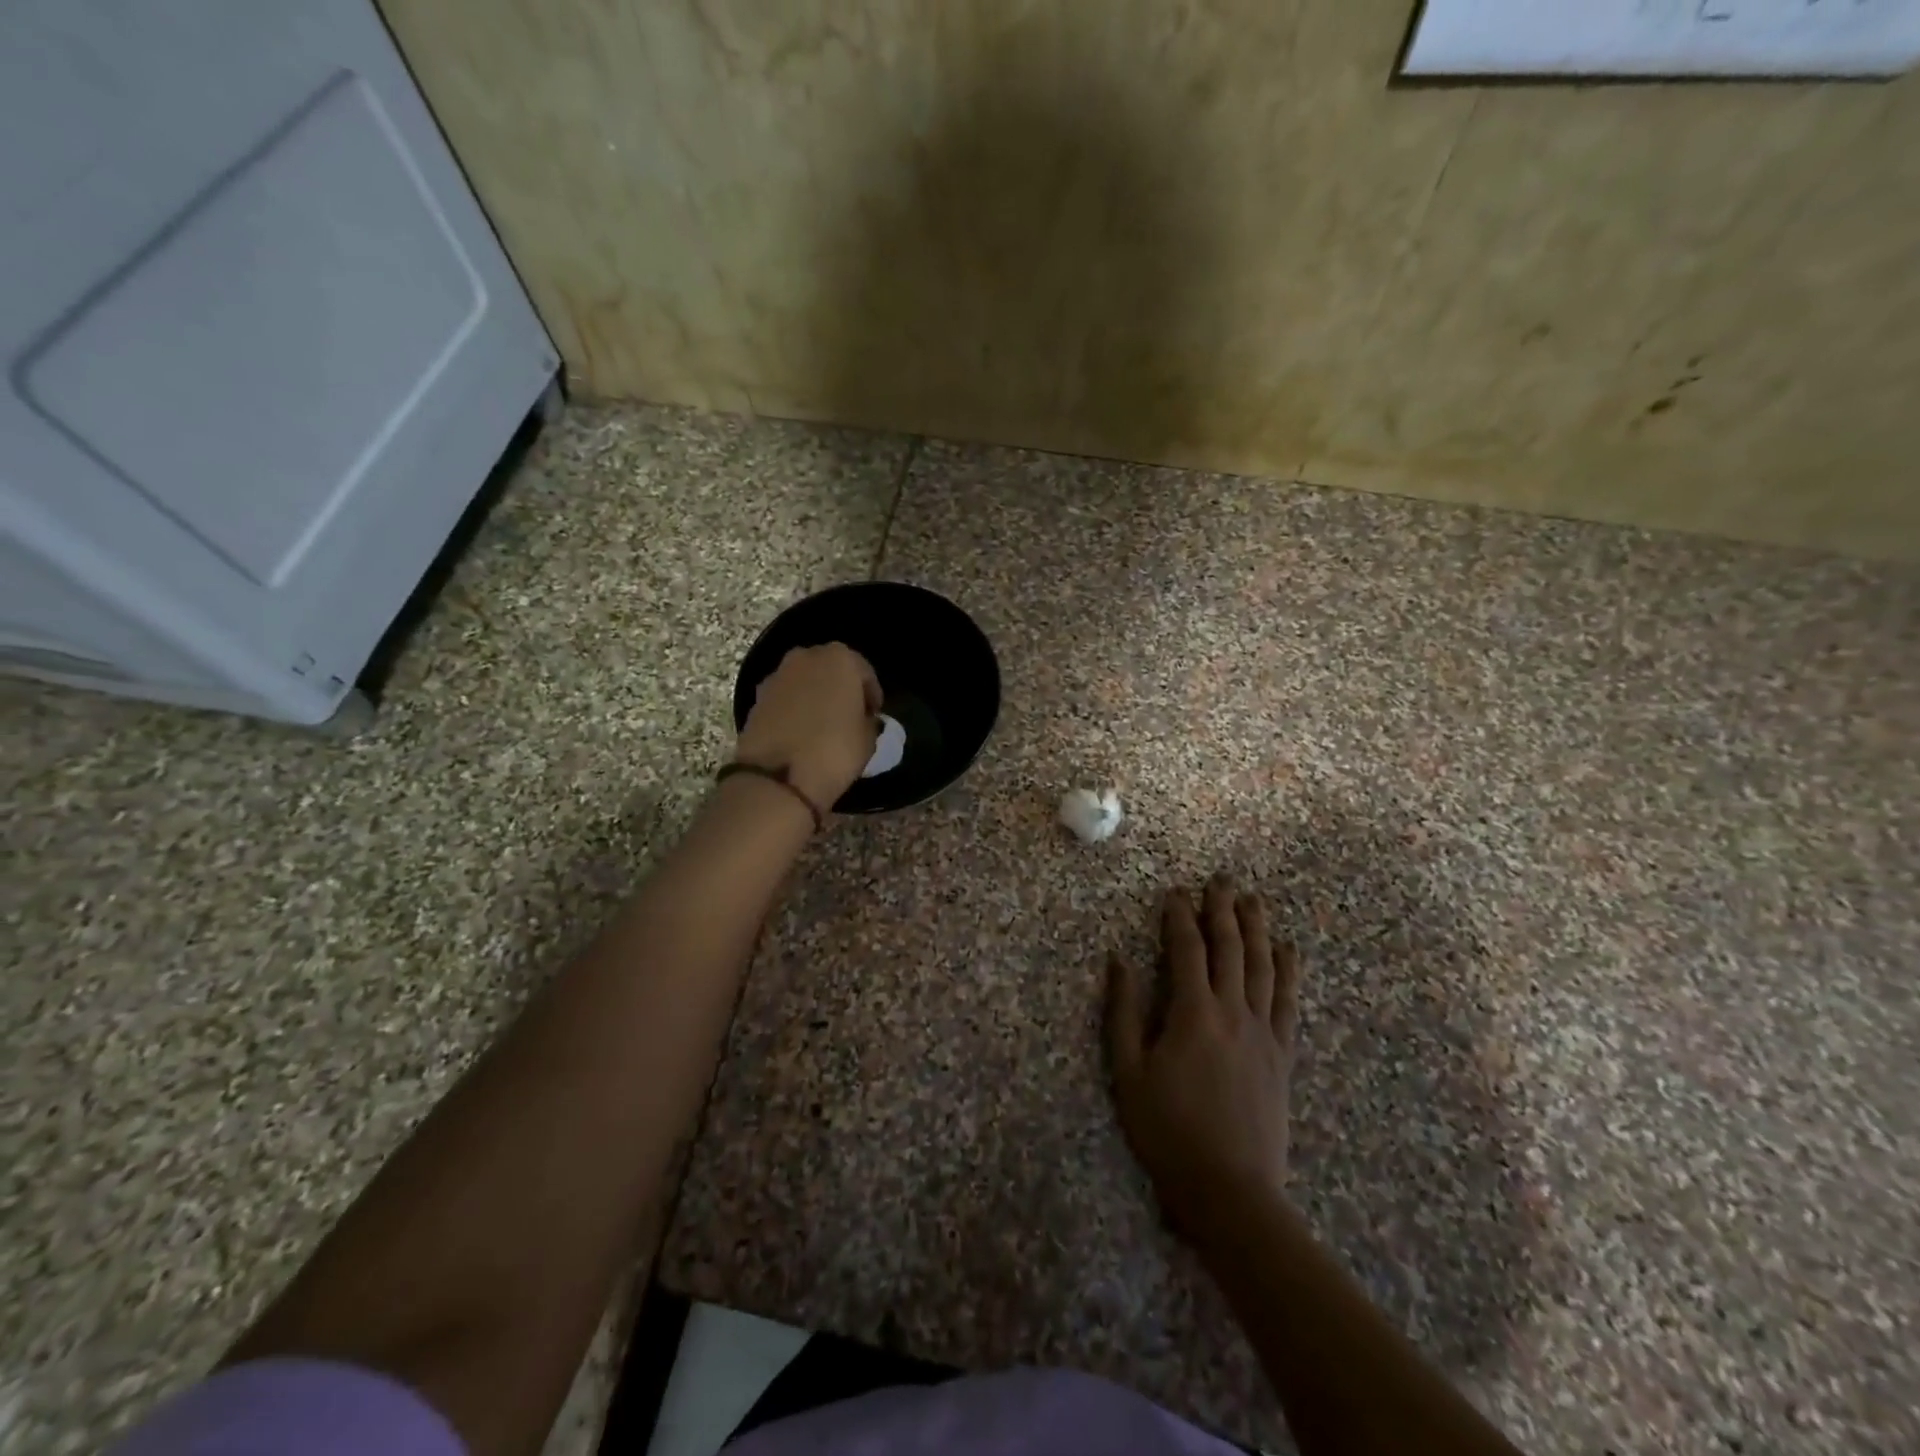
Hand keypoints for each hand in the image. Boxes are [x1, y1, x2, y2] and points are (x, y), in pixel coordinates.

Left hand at [734, 644, 881, 815]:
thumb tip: (862, 720)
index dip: (871, 696)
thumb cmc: (835, 751)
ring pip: (805, 682)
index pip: (865, 673)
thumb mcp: (868, 739)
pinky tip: (800, 733)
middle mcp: (807, 657)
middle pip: (831, 669)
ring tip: (823, 726)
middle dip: (841, 689)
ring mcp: (778, 675)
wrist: (778, 778)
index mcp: (840, 659)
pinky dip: (794, 709)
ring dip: (815, 697)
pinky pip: (785, 698)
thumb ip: (869, 721)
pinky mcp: (757, 697)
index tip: (873, 716)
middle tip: (849, 716)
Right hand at [1107, 876, 1301, 1237]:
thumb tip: (1118, 960)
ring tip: (1253, 900)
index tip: (1174, 892)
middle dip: (1223, 909)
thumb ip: (1123, 1012)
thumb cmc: (1168, 1131)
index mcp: (1193, 1013)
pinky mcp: (1282, 1053)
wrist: (1231, 1190)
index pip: (1187, 949)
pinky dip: (1289, 970)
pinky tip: (1289, 949)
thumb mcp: (1128, 1072)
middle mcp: (1233, 1011)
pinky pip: (1288, 1001)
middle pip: (1231, 947)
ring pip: (1263, 966)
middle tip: (1221, 879)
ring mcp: (1263, 1031)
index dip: (1179, 917)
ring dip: (1258, 928)